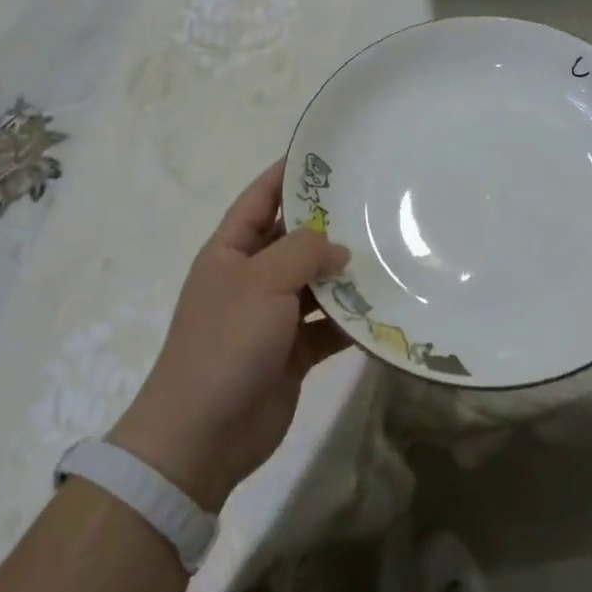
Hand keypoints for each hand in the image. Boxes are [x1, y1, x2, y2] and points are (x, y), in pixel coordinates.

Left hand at [108, 161, 351, 511]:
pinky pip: (327, 327)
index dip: (288, 173)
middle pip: (294, 239)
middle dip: (329, 224)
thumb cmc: (225, 343)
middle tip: (375, 203)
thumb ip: (304, 252)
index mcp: (230, 251)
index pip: (260, 198)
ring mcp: (272, 317)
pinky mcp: (292, 352)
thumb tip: (339, 250)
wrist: (202, 436)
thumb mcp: (261, 282)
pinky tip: (384, 310)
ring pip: (315, 283)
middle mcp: (251, 278)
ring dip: (345, 274)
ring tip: (389, 252)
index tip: (326, 154)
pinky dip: (350, 320)